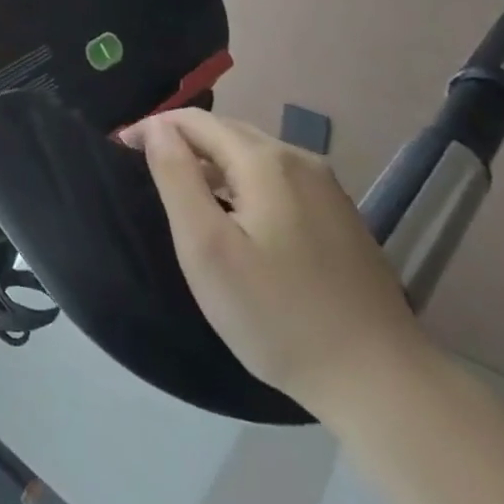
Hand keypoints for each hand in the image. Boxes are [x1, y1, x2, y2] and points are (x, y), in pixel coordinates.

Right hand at [121, 108, 433, 420]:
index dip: (154, 127)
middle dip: (183, 140)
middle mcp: (299, 160)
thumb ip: (177, 178)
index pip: (195, 121)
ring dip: (213, 160)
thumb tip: (156, 128)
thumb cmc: (278, 315)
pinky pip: (278, 178)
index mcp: (265, 161)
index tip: (121, 149)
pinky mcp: (341, 216)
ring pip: (254, 154)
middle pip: (227, 131)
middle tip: (147, 167)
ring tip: (185, 189)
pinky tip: (237, 215)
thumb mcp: (207, 248)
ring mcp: (327, 188)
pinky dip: (244, 180)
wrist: (381, 381)